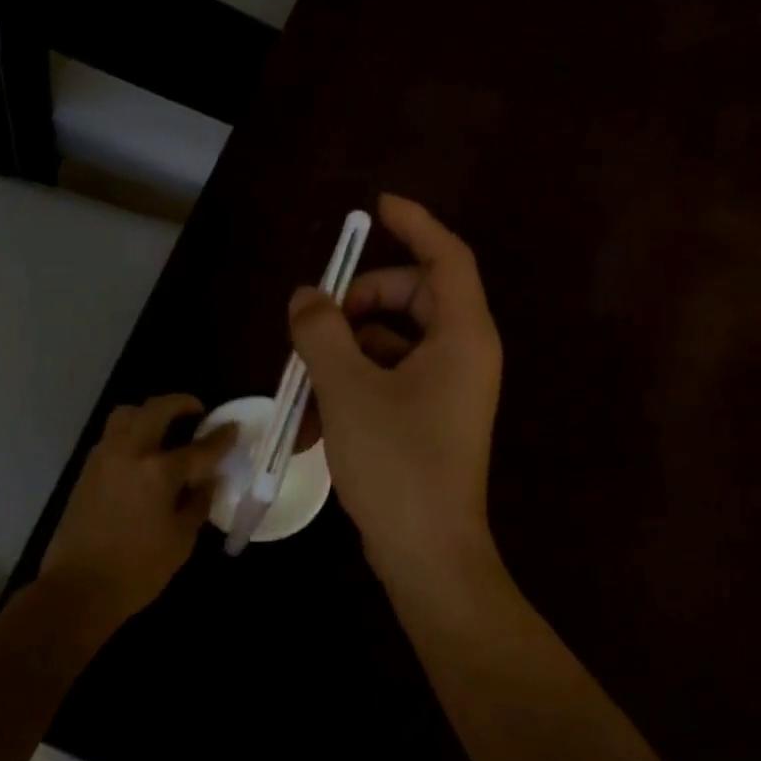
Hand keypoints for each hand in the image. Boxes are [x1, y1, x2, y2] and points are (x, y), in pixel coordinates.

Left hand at [39, 395, 235, 625]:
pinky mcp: (87, 470)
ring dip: (150, 412)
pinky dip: (132, 431)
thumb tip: (208, 480)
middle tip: (198, 412)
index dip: (221, 437)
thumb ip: (198, 503)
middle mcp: (129, 452)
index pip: (200, 447)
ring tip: (167, 427)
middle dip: (181, 404)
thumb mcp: (181, 539)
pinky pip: (113, 435)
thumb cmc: (138, 570)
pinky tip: (144, 453)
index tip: (234, 428)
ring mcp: (104, 457)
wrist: (78, 588)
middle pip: (157, 410)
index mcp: (158, 471)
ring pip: (127, 414)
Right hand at [289, 195, 502, 587]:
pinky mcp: (428, 418)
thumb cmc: (396, 462)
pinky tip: (311, 423)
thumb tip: (307, 297)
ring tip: (297, 389)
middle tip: (314, 323)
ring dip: (342, 355)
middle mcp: (462, 355)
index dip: (414, 223)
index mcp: (462, 336)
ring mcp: (446, 389)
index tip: (375, 207)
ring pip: (390, 344)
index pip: (445, 256)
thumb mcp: (347, 389)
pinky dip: (351, 389)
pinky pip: (388, 380)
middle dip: (357, 303)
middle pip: (411, 297)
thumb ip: (322, 332)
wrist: (426, 552)